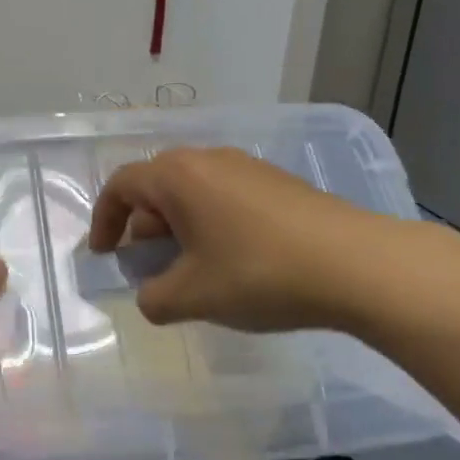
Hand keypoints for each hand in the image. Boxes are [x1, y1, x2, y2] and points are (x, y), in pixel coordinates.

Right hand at [85, 147, 403, 332]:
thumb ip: (153, 299)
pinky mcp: (279, 184)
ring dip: (179, 229)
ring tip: (190, 271)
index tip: (104, 255)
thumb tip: (151, 297)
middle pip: (157, 186)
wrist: (355, 264)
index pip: (121, 186)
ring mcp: (249, 168)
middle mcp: (210, 160)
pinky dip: (211, 226)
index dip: (104, 221)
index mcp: (178, 176)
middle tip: (148, 267)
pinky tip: (232, 263)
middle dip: (143, 228)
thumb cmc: (258, 274)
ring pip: (194, 193)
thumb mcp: (192, 296)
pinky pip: (226, 198)